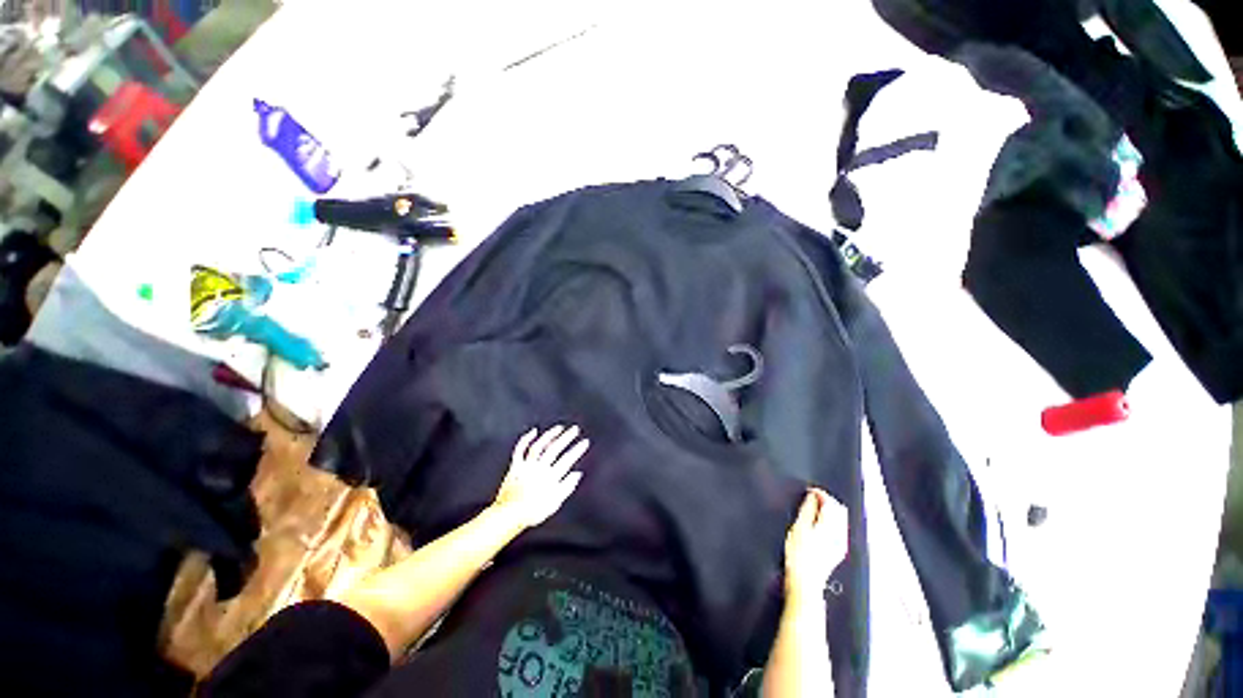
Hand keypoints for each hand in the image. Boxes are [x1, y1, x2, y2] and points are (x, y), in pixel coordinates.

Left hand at [492, 425, 589, 529]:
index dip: (577, 449)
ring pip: (539, 445)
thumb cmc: (532, 512)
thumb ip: (567, 487)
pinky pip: (520, 449)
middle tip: (575, 429)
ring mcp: (527, 466)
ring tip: (559, 428)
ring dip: (550, 435)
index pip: (567, 459)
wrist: (509, 515)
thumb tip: (577, 474)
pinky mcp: (516, 466)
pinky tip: (533, 431)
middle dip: (566, 437)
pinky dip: (526, 439)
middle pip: (555, 449)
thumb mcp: (555, 503)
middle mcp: (539, 468)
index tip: (585, 442)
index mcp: (550, 477)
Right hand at [783, 488, 848, 602]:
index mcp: (829, 526)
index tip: (810, 490)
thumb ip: (807, 510)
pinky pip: (840, 529)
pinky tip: (821, 523)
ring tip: (815, 507)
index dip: (820, 493)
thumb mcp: (798, 528)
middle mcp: (839, 534)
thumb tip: (812, 496)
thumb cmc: (798, 555)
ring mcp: (840, 543)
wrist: (806, 582)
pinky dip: (832, 520)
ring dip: (831, 510)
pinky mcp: (838, 550)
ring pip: (841, 519)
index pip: (830, 503)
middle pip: (839, 510)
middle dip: (828, 500)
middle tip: (813, 496)